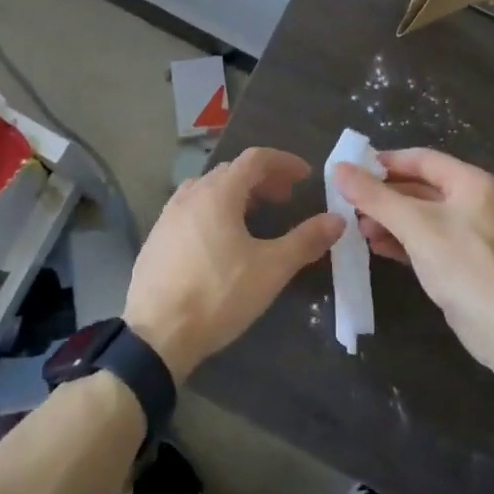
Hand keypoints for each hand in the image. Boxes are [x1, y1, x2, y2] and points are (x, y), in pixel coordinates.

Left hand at [124, 147, 343, 380]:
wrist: (157, 334)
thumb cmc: (218, 295)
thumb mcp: (271, 269)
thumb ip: (306, 240)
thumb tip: (337, 220)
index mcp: (218, 193)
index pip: (255, 159)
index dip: (283, 162)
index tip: (306, 176)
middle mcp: (190, 195)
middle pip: (230, 172)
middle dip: (262, 179)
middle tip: (285, 198)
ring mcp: (168, 216)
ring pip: (207, 190)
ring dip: (235, 194)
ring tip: (254, 216)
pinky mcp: (156, 239)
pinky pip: (190, 210)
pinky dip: (213, 211)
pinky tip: (220, 241)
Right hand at [334, 148, 493, 376]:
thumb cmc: (462, 263)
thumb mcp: (414, 225)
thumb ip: (375, 196)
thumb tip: (339, 168)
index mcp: (471, 182)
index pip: (422, 159)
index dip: (386, 162)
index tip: (352, 170)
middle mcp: (474, 201)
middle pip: (420, 187)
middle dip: (384, 196)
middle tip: (350, 204)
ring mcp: (471, 233)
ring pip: (421, 215)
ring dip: (389, 219)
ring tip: (359, 229)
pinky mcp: (464, 261)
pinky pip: (427, 240)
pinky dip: (402, 240)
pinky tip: (377, 248)